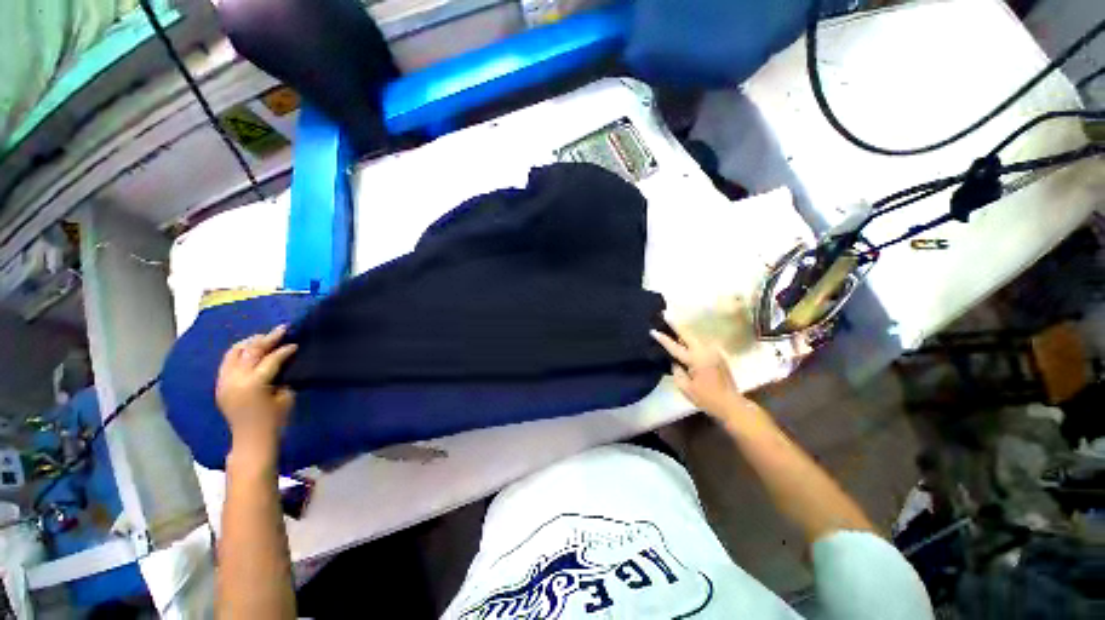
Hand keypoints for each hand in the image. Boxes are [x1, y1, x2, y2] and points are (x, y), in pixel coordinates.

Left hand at [216, 325, 297, 458]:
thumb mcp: (286, 396)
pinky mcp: (220, 384)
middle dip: (267, 339)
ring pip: (234, 353)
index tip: (295, 343)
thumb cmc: (275, 420)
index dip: (285, 350)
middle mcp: (235, 379)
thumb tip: (283, 363)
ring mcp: (224, 381)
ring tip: (264, 337)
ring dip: (250, 342)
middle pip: (250, 351)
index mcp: (254, 383)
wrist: (251, 439)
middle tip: (281, 329)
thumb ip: (282, 376)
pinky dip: (239, 352)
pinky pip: (227, 361)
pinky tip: (250, 350)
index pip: (271, 359)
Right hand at [650, 325, 748, 417]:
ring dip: (682, 331)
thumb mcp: (685, 388)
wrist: (731, 404)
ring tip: (671, 324)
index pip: (675, 347)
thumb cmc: (706, 398)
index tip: (652, 331)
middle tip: (665, 314)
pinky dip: (690, 339)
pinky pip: (699, 343)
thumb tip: (674, 362)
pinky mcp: (717, 354)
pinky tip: (683, 340)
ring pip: (694, 337)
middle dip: (675, 324)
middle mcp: (705, 351)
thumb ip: (676, 371)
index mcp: (696, 359)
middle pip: (687, 334)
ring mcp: (713, 351)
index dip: (663, 339)